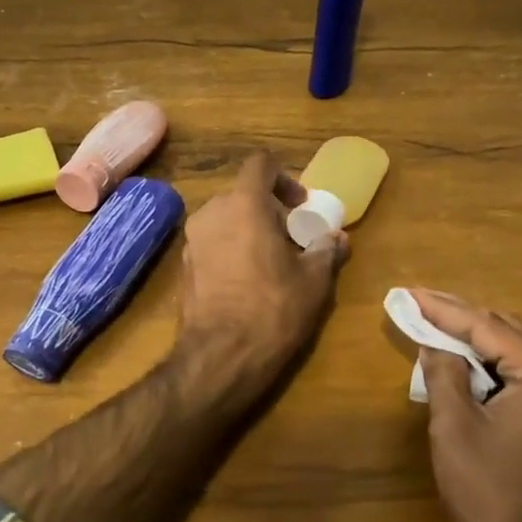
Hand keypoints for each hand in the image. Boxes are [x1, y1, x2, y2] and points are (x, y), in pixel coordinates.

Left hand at [178, 152, 346, 396]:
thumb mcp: (313, 281)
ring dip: (248, 230)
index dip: (284, 178)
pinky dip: (230, 250)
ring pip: (224, 220)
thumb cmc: (273, 309)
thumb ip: (326, 251)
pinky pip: (211, 244)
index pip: (260, 165)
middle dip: (268, 209)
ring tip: (271, 261)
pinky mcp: (183, 268)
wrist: (221, 356)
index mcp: (243, 205)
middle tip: (291, 236)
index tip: (300, 205)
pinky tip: (247, 282)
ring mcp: (191, 241)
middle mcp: (210, 214)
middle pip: (241, 194)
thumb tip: (338, 238)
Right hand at [413, 290, 521, 521]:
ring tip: (437, 329)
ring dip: (480, 345)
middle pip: (510, 334)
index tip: (409, 293)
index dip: (444, 309)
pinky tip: (469, 367)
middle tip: (419, 306)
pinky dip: (498, 370)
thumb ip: (444, 372)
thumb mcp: (454, 428)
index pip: (489, 329)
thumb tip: (435, 342)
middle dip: (463, 321)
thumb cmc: (490, 496)